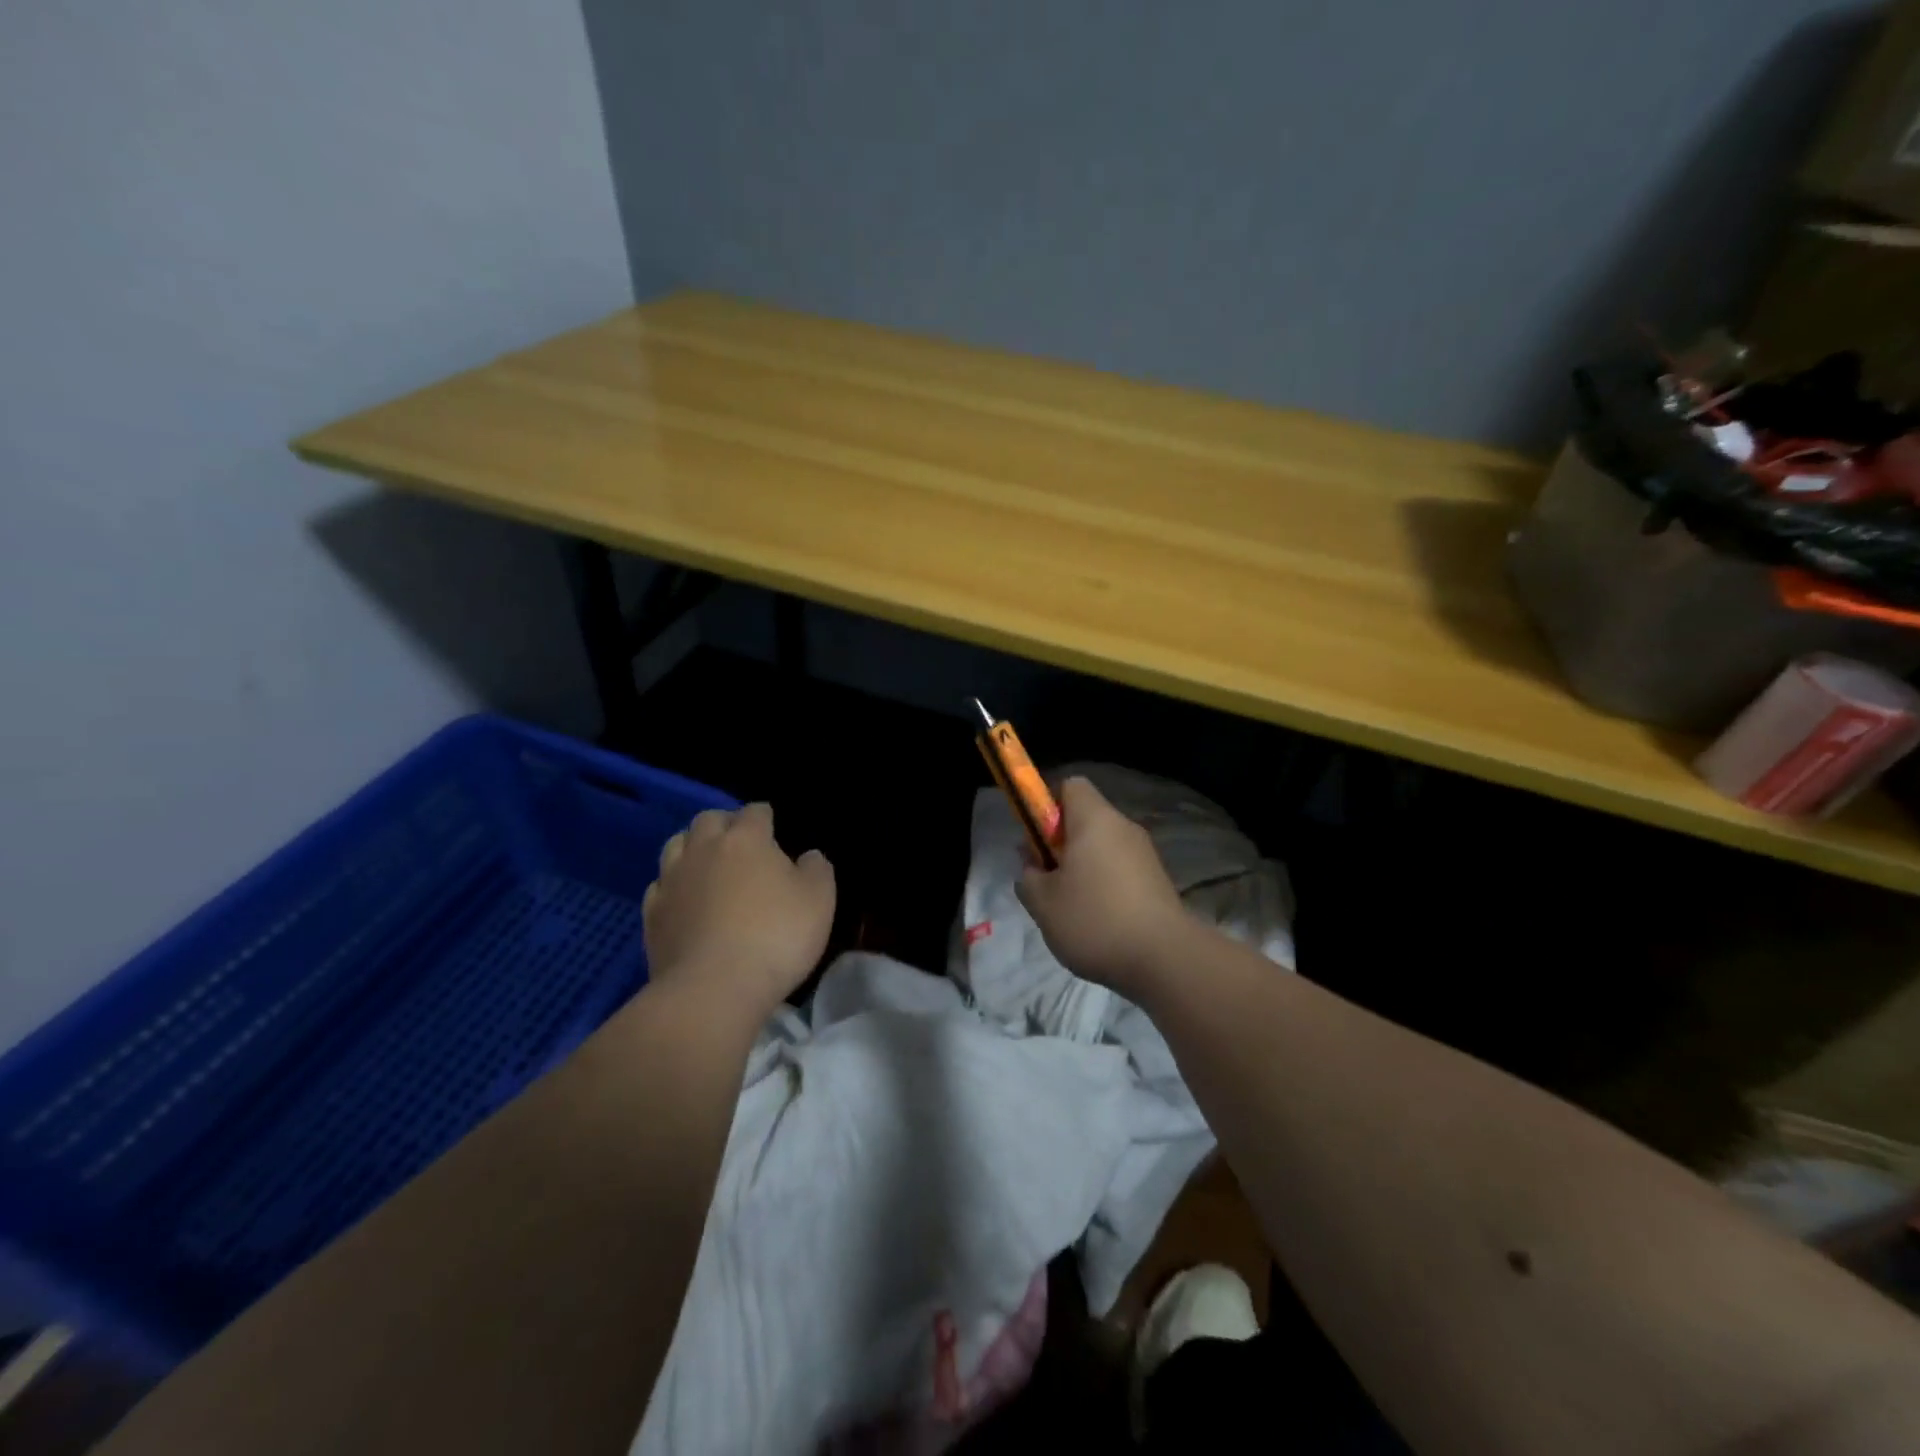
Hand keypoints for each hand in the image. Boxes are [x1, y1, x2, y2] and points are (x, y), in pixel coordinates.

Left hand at [642, 802, 834, 1016]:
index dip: (765, 815)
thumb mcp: (819, 901)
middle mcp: (704, 850)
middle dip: (724, 823)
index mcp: (746, 840)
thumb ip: (817, 870)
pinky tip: (683, 899)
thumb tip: (808, 856)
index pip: (754, 812)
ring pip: (676, 845)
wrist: (713, 989)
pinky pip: (659, 885)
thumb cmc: (776, 937)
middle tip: (739, 841)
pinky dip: (672, 884)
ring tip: (707, 863)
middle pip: (708, 820)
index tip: (772, 823)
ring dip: (692, 847)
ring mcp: (672, 881)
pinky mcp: (652, 915)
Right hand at [1015, 777, 1192, 998]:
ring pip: (1103, 848)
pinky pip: (1121, 870)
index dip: (1047, 805)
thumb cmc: (1095, 919)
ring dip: (1082, 869)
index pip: (1070, 785)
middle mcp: (1123, 827)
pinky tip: (1099, 921)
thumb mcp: (1042, 902)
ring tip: (1070, 908)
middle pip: (1085, 819)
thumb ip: (1028, 878)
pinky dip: (1105, 886)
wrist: (1165, 959)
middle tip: (1046, 880)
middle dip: (1061, 844)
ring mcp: (1145, 854)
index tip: (1036, 840)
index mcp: (1094, 819)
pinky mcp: (1158, 881)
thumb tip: (1034, 869)